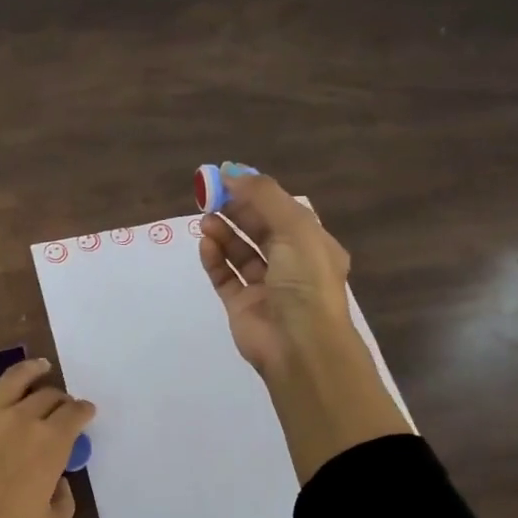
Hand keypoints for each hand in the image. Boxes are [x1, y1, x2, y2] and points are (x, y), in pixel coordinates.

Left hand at [0, 332, 96, 517]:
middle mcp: (23, 420)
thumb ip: (66, 500)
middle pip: (48, 397)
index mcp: (52, 445)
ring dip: (32, 369)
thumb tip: (57, 480)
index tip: (85, 414)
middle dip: (60, 399)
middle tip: (61, 405)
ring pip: (15, 378)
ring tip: (40, 366)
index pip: (75, 415)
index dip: (83, 412)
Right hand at [199, 167, 410, 482]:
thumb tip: (231, 173)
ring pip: (240, 252)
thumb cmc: (305, 281)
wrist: (299, 345)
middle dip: (236, 211)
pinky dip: (215, 259)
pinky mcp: (241, 306)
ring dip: (223, 233)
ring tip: (205, 219)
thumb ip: (263, 197)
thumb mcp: (294, 228)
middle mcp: (291, 265)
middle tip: (209, 196)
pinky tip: (205, 244)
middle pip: (258, 229)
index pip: (282, 211)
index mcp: (312, 245)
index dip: (256, 194)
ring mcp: (265, 287)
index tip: (227, 178)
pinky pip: (225, 277)